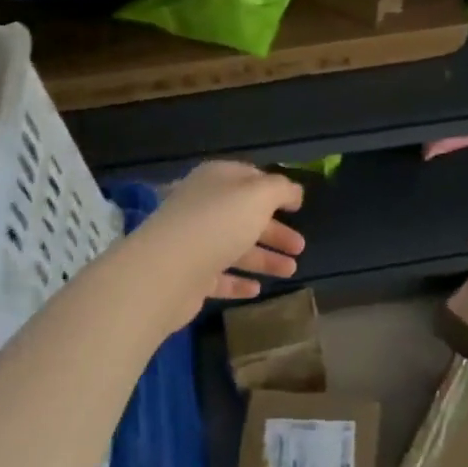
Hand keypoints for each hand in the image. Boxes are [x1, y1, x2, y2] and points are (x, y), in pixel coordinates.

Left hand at [141, 162, 305, 311]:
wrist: (167, 271)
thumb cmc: (217, 223)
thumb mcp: (258, 196)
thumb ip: (281, 189)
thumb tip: (293, 192)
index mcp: (217, 180)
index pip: (249, 178)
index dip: (275, 189)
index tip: (297, 206)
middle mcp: (203, 207)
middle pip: (245, 216)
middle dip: (275, 231)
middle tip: (300, 247)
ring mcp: (194, 242)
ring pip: (235, 247)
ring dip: (265, 258)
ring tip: (291, 271)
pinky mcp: (189, 275)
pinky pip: (219, 276)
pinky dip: (239, 281)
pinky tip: (257, 289)